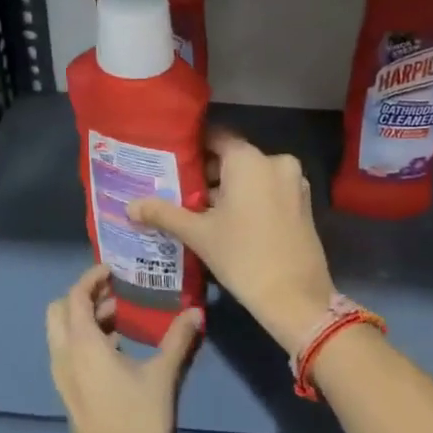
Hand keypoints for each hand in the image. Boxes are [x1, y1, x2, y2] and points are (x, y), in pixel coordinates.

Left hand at [46, 265, 199, 432]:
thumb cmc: (138, 421)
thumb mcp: (162, 376)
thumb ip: (177, 340)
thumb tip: (196, 312)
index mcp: (82, 346)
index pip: (75, 297)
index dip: (91, 278)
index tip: (115, 269)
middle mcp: (64, 356)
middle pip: (59, 311)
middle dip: (83, 296)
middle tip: (116, 292)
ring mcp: (63, 377)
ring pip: (62, 333)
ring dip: (85, 318)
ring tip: (123, 316)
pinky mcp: (69, 393)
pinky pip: (68, 352)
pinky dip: (85, 338)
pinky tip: (117, 347)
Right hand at [128, 126, 337, 352]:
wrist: (295, 296)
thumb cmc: (242, 256)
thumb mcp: (198, 234)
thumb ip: (164, 213)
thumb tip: (130, 206)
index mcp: (249, 159)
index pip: (215, 137)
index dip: (192, 147)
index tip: (170, 160)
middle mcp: (275, 162)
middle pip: (234, 158)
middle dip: (207, 173)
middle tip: (178, 190)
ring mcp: (294, 182)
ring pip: (252, 176)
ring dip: (228, 189)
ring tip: (198, 210)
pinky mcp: (303, 204)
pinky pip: (269, 190)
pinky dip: (249, 199)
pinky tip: (228, 222)